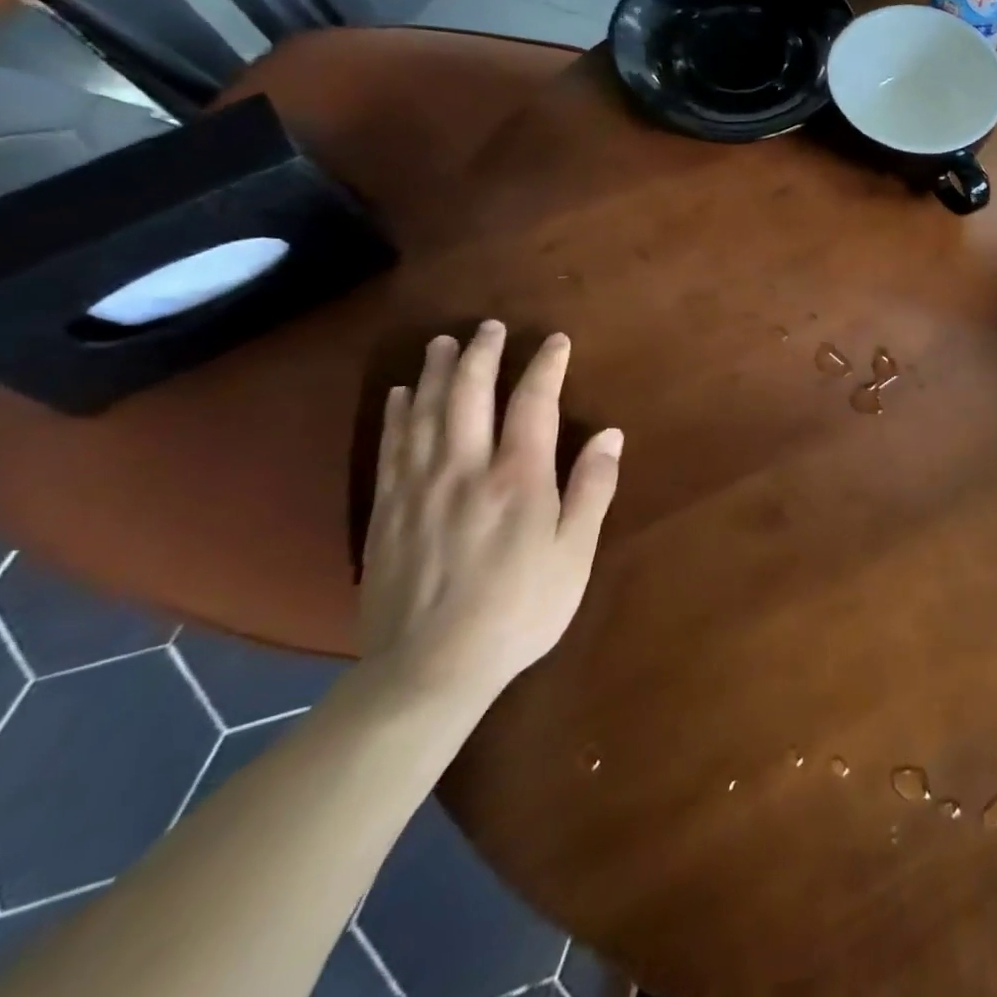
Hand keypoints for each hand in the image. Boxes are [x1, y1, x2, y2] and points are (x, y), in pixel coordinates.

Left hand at [360, 322, 622, 704]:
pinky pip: (391, 447)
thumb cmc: (520, 609)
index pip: (533, 403)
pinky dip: (397, 414)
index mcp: (518, 478)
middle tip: (490, 326)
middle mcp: (465, 469)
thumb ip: (592, 489)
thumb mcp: (575, 553)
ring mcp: (419, 488)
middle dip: (481, 354)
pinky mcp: (387, 511)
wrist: (430, 669)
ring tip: (443, 343)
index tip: (555, 340)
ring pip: (424, 413)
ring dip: (434, 372)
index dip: (545, 366)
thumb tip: (610, 435)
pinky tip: (398, 396)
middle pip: (468, 395)